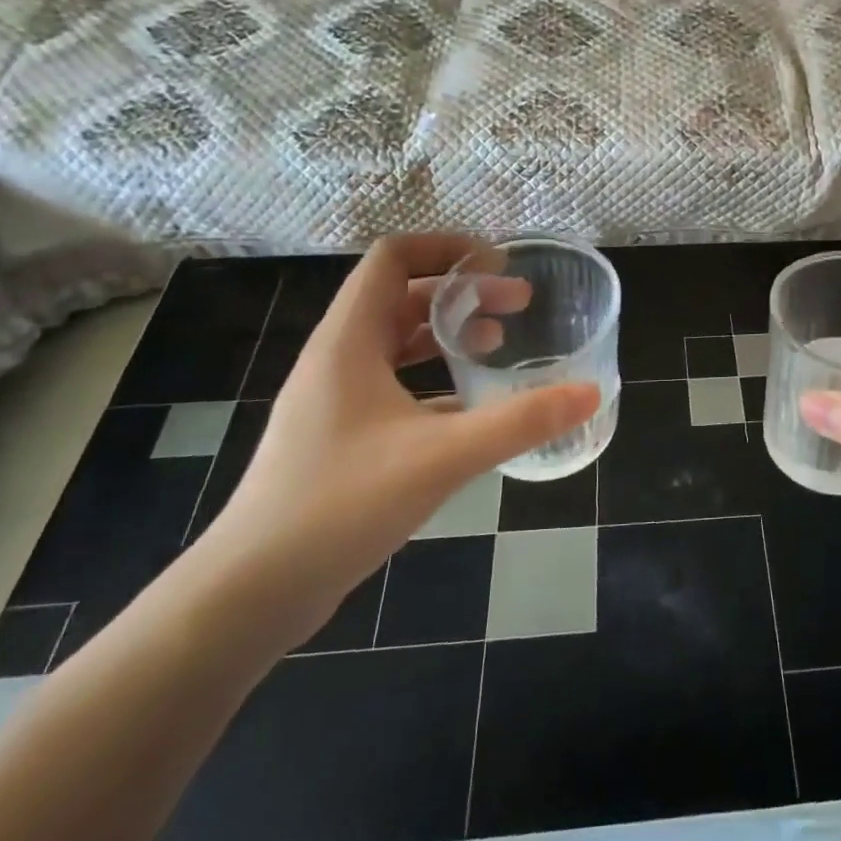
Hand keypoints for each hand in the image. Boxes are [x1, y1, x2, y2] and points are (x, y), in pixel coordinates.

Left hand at [187, 236, 598, 651]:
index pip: (392, 258)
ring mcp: (335, 400)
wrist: (252, 592)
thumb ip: (520, 421)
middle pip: (401, 297)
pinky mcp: (340, 437)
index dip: (446, 247)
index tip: (498, 264)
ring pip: (397, 343)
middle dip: (462, 293)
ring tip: (498, 345)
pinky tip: (471, 408)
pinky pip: (394, 386)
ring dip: (447, 334)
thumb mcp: (442, 456)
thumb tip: (589, 393)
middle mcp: (338, 359)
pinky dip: (434, 380)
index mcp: (348, 341)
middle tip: (519, 306)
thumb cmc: (341, 504)